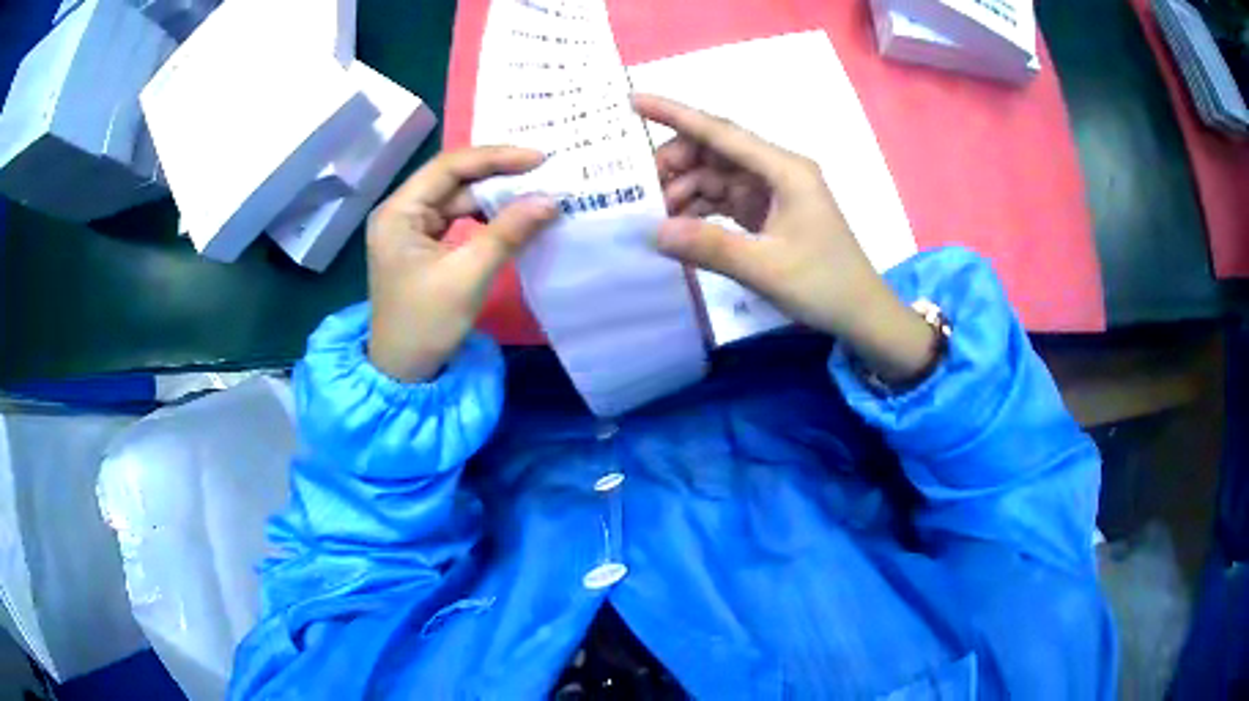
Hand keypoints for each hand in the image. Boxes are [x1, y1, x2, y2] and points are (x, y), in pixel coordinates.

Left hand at [367, 147, 556, 382]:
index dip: (495, 158)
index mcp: (398, 211)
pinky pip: (458, 220)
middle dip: (497, 175)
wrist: (404, 373)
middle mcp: (401, 212)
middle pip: (453, 179)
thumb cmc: (426, 324)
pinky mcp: (423, 247)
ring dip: (495, 197)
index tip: (538, 159)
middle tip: (544, 173)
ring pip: (457, 199)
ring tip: (535, 192)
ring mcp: (411, 229)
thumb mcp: (468, 275)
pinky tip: (512, 217)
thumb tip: (551, 199)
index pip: (449, 167)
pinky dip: (486, 218)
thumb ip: (508, 232)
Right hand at [633, 94, 935, 382]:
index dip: (675, 114)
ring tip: (654, 217)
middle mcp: (777, 170)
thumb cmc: (824, 285)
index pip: (721, 132)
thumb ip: (710, 246)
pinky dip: (700, 210)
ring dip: (685, 191)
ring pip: (716, 176)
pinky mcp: (768, 211)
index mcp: (784, 170)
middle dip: (675, 164)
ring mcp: (773, 191)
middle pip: (715, 151)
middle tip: (639, 191)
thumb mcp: (766, 268)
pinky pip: (724, 200)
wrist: (861, 314)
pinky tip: (679, 227)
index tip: (633, 101)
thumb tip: (654, 231)